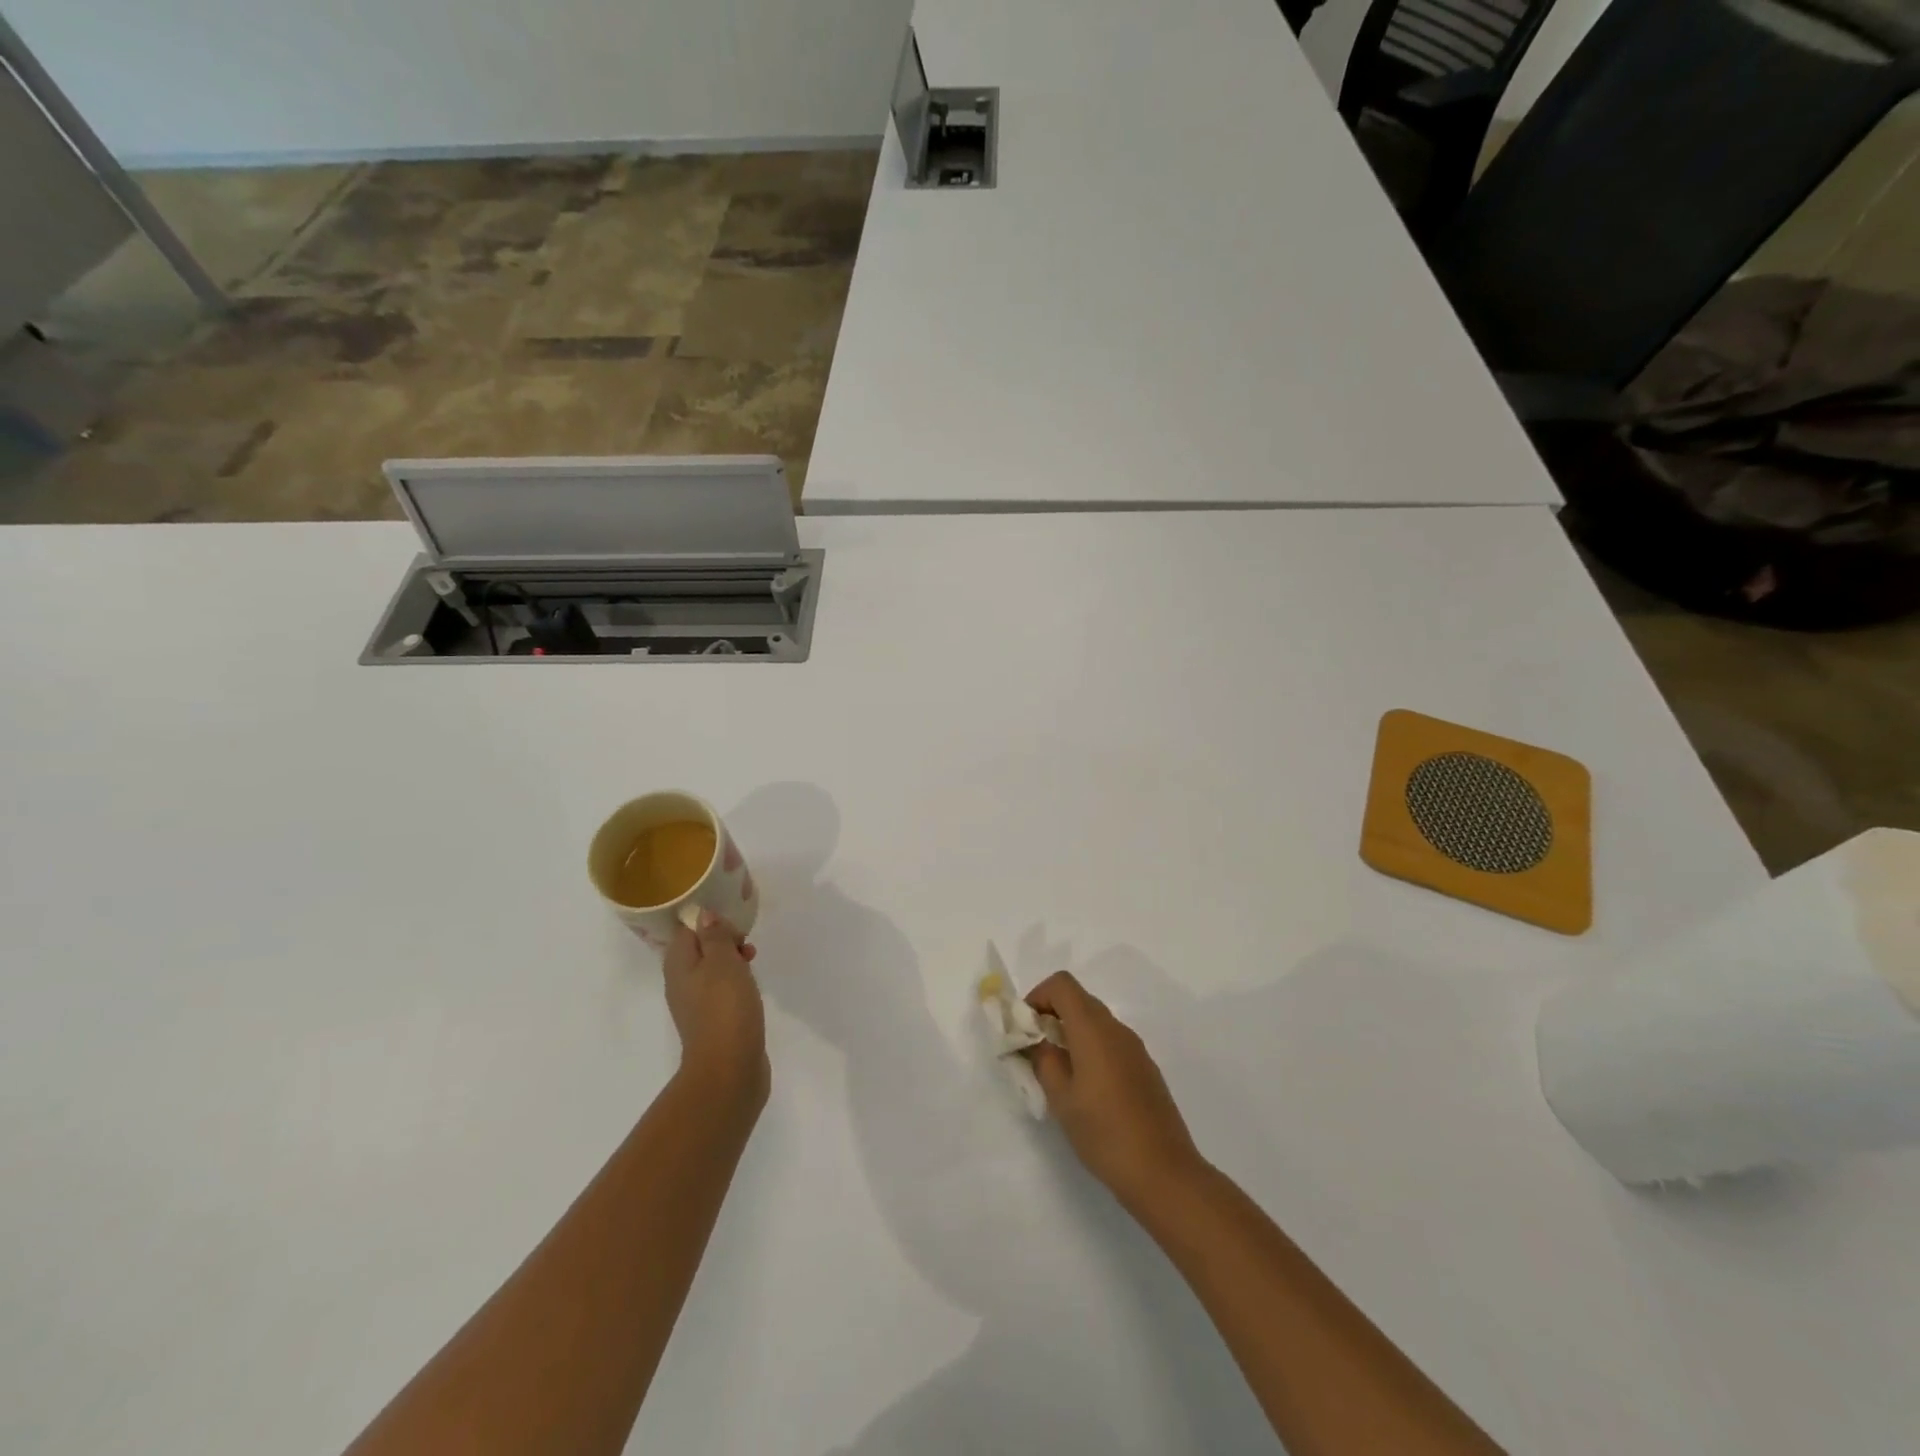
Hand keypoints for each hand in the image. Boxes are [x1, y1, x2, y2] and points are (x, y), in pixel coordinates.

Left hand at [662, 911, 767, 1113]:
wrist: (729, 1068)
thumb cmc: (725, 1008)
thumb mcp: (723, 962)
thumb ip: (714, 937)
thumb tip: (704, 915)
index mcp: (678, 965)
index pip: (685, 930)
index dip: (707, 920)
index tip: (732, 920)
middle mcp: (681, 983)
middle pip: (698, 949)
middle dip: (723, 939)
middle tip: (745, 941)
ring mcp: (696, 1005)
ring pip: (711, 970)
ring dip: (731, 960)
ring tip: (753, 959)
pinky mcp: (713, 1021)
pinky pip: (721, 991)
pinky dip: (735, 982)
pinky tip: (752, 986)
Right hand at [1026, 971, 1204, 1209]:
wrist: (1164, 1173)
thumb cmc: (1104, 1132)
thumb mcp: (1061, 1099)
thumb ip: (1043, 1061)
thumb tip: (1036, 1041)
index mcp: (1093, 1029)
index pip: (1062, 984)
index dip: (1038, 996)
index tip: (1025, 1028)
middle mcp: (1116, 1029)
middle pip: (1079, 1000)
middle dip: (1051, 1015)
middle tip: (1035, 1050)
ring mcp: (1135, 1048)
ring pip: (1096, 1022)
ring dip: (1071, 1033)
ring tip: (1058, 1074)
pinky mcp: (1145, 1068)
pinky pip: (1111, 1042)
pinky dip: (1091, 1049)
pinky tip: (1087, 1090)